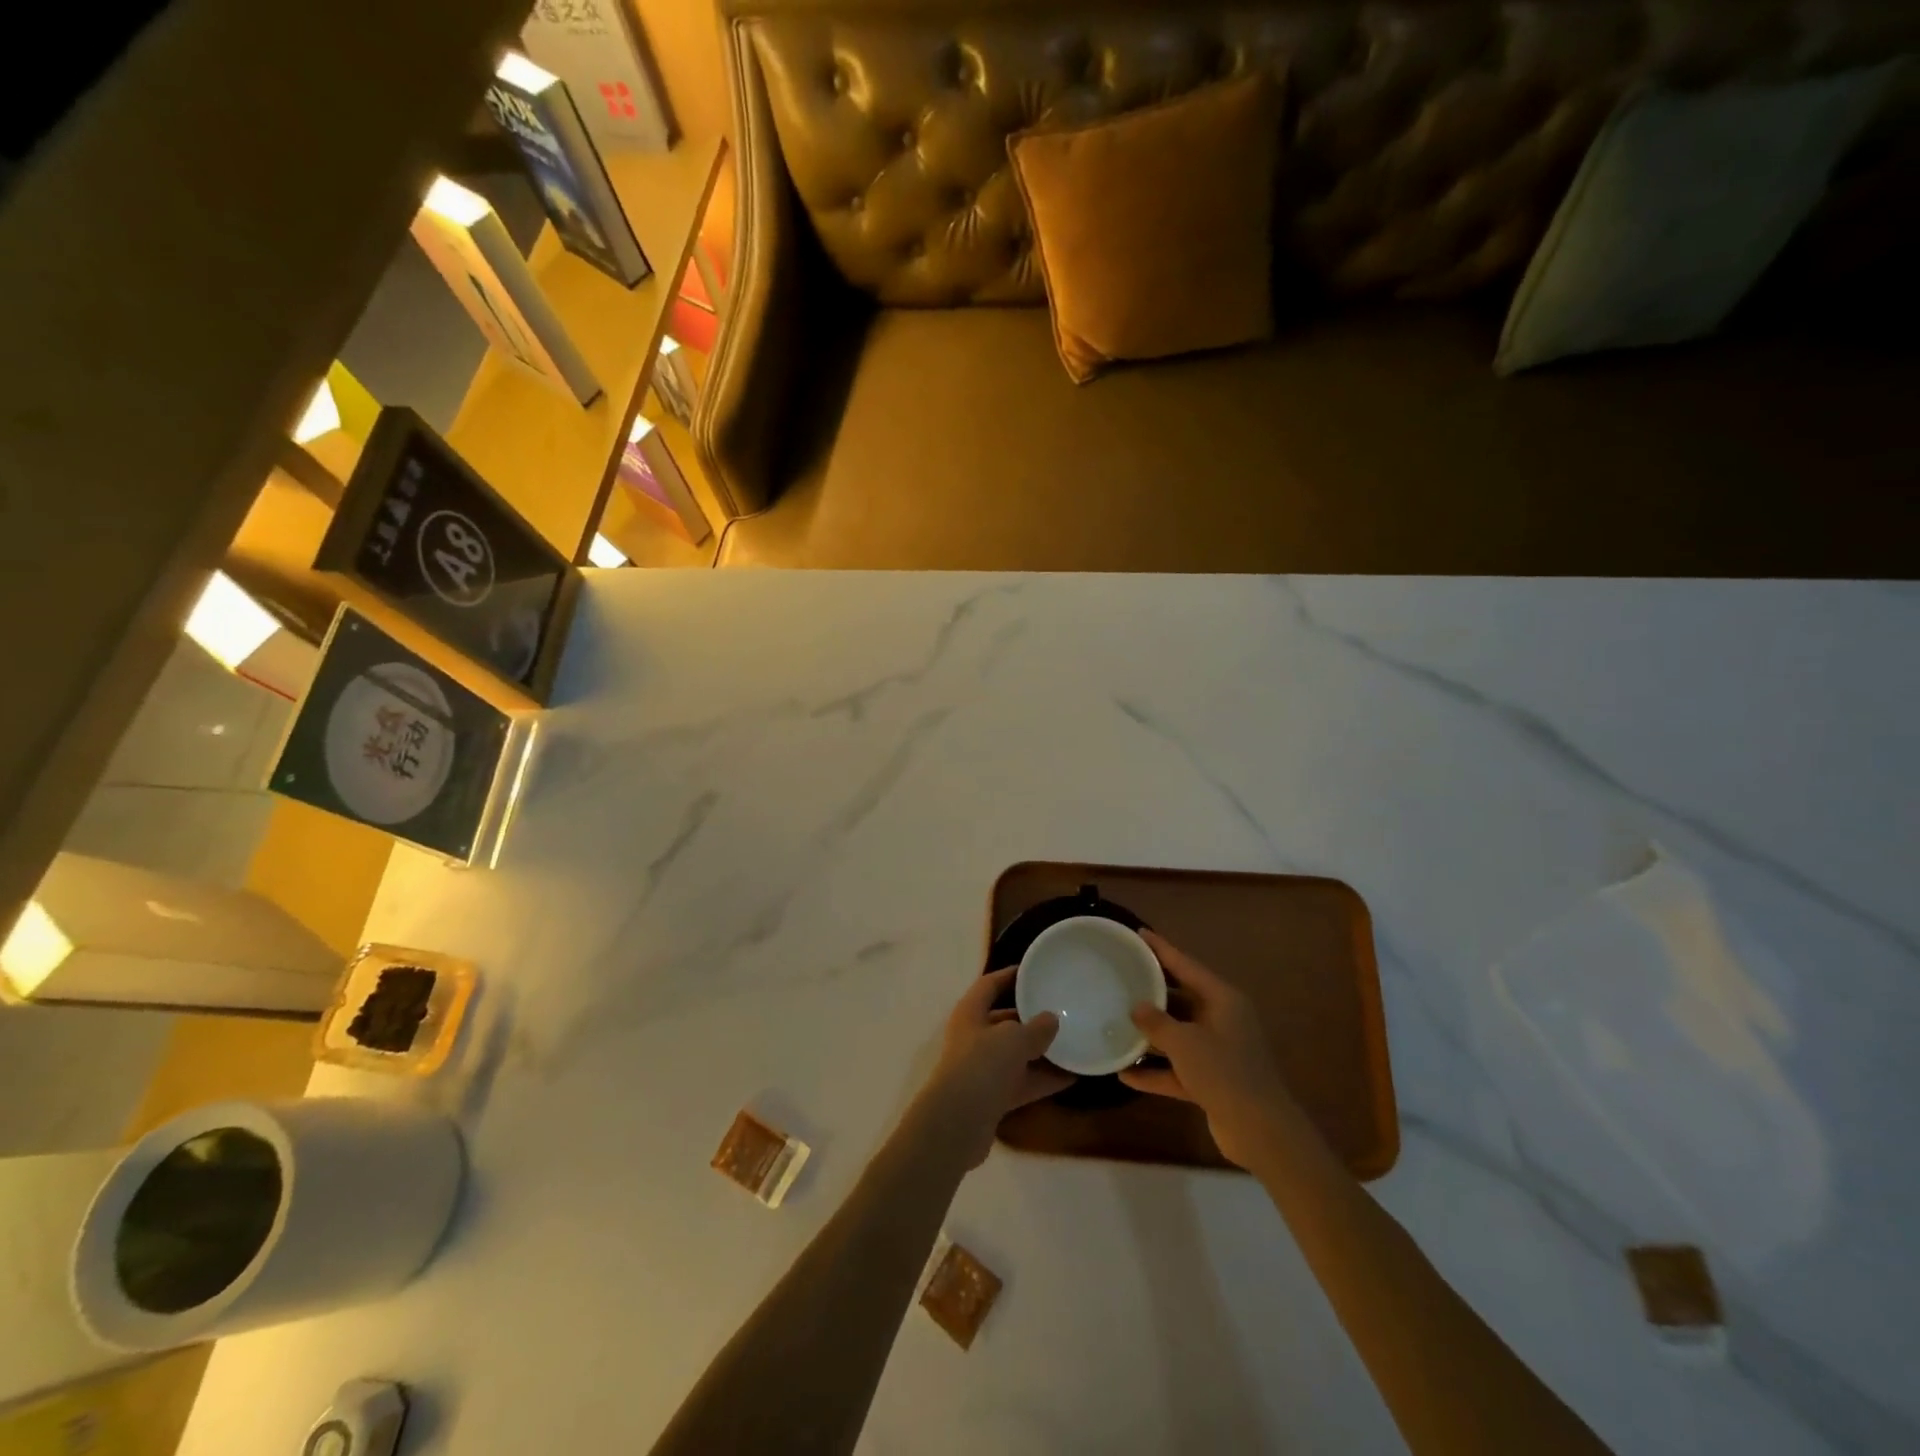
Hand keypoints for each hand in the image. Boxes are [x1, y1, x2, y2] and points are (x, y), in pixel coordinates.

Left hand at [918, 967, 1074, 1167]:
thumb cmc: (981, 1065)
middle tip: (1063, 1010)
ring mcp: (983, 1069)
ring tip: (1075, 1042)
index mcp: (971, 1012)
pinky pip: (1024, 1081)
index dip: (1011, 976)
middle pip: (1005, 1020)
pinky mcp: (993, 1098)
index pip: (990, 985)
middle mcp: (974, 1037)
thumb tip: (1051, 1019)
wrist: (957, 1124)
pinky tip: (1073, 1077)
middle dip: (1032, 1017)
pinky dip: (1045, 1079)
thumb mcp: (1013, 1038)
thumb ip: (1036, 1028)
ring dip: (1043, 1051)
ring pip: (1017, 1054)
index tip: (1036, 971)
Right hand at [1120, 930, 1294, 1169]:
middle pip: (1181, 998)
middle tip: (1121, 977)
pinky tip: (1124, 1075)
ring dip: (1150, 1035)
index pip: (1186, 965)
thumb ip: (1157, 1022)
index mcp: (1222, 999)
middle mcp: (1222, 1020)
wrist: (1260, 1131)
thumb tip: (1137, 1007)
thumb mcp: (1185, 1042)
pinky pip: (1176, 1068)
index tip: (1139, 934)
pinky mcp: (1211, 1081)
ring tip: (1115, 1022)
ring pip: (1177, 1035)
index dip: (1161, 949)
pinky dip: (1154, 1071)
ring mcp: (1217, 1052)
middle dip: (1151, 992)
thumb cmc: (1224, 1073)